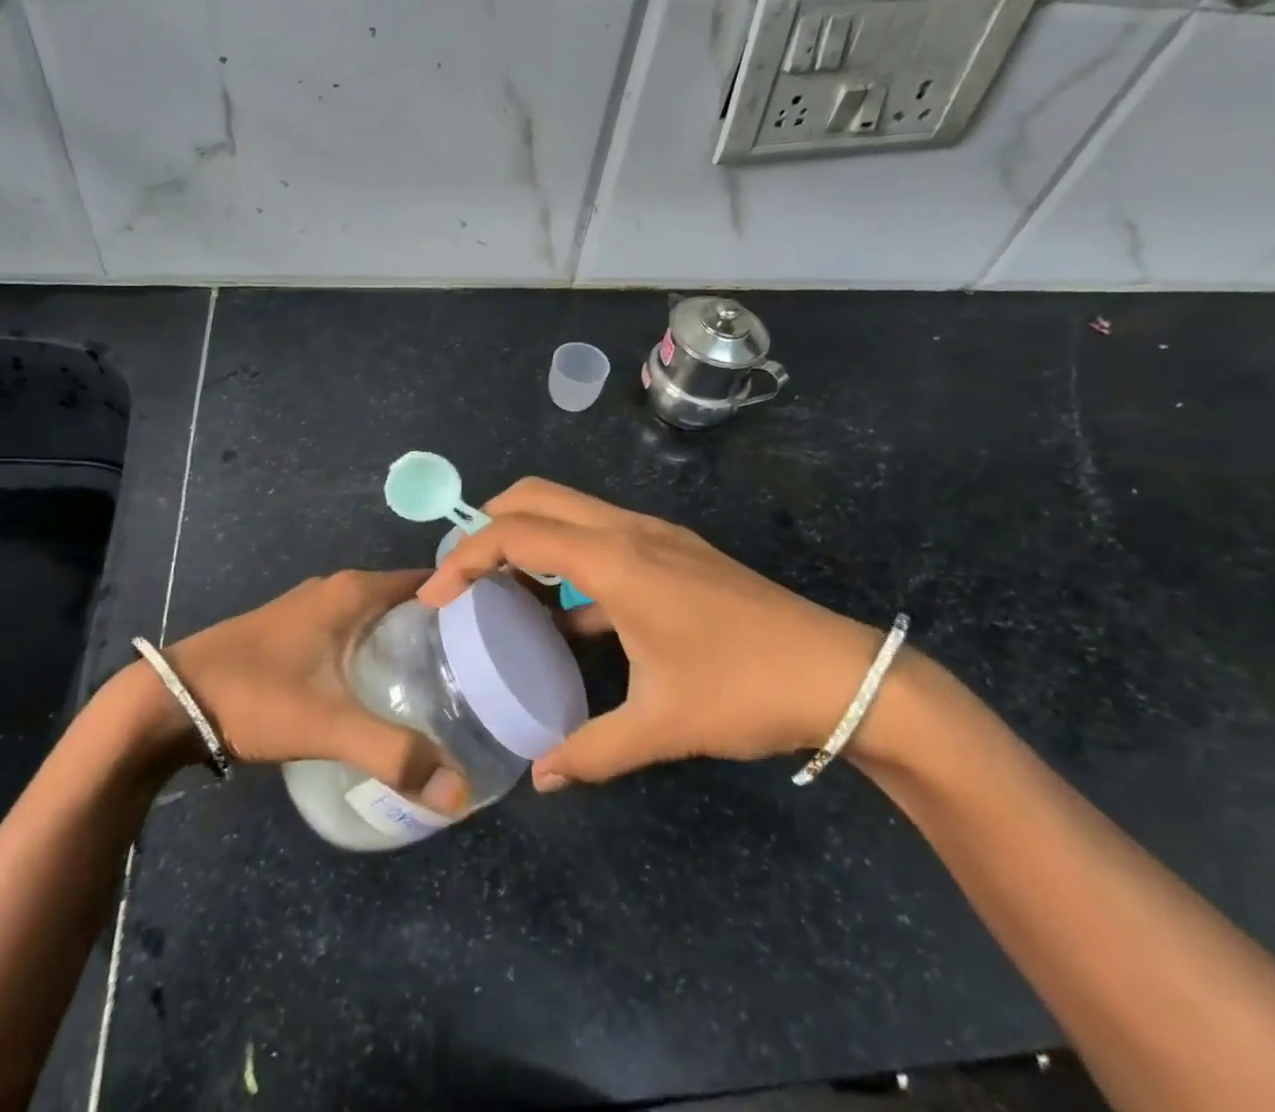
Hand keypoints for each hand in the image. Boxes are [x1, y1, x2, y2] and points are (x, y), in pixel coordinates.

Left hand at [162, 570, 467, 815]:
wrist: (170, 700)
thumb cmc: (255, 696)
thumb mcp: (328, 725)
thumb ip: (394, 755)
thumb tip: (459, 793)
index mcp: (355, 591)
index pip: (431, 582)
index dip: (467, 603)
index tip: (502, 634)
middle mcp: (339, 588)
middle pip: (408, 599)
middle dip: (444, 629)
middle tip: (482, 670)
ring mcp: (314, 607)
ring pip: (380, 616)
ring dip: (410, 641)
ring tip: (447, 684)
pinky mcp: (297, 629)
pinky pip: (356, 629)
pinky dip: (380, 649)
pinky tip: (387, 689)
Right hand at [417, 479, 883, 789]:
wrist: (840, 672)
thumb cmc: (743, 689)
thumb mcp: (661, 725)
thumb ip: (592, 750)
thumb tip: (541, 778)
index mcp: (614, 559)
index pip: (517, 533)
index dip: (465, 556)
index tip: (434, 596)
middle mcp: (628, 530)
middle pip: (538, 496)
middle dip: (488, 523)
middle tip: (462, 574)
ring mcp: (654, 534)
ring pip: (570, 510)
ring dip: (529, 535)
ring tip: (502, 589)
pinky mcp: (673, 550)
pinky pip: (599, 535)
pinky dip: (566, 556)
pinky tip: (566, 614)